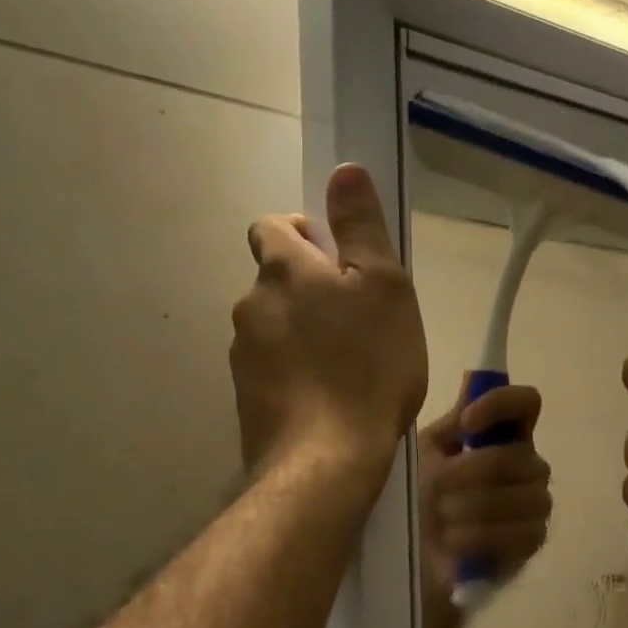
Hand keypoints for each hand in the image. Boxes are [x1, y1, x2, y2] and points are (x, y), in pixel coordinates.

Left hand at [231, 165, 427, 485]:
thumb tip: (343, 169)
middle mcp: (251, 305)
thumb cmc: (369, 366)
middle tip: (357, 322)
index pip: (272, 227)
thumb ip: (361, 227)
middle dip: (309, 291)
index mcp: (283, 269)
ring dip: (302, 334)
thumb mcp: (384, 287)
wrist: (326, 459)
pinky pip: (272, 370)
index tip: (339, 262)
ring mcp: (243, 355)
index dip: (303, 234)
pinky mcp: (246, 398)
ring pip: (273, 328)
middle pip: (275, 282)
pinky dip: (294, 374)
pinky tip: (326, 399)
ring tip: (346, 367)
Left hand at [417, 380, 551, 592]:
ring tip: (440, 520)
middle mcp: (527, 465)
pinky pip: (521, 533)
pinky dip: (480, 537)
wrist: (410, 558)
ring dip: (472, 508)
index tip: (466, 423)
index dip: (501, 405)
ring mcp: (534, 504)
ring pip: (524, 496)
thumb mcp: (425, 455)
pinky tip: (453, 544)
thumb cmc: (417, 498)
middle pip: (518, 457)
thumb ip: (452, 422)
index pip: (526, 403)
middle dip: (470, 473)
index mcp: (503, 437)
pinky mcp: (532, 542)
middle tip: (435, 490)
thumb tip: (473, 376)